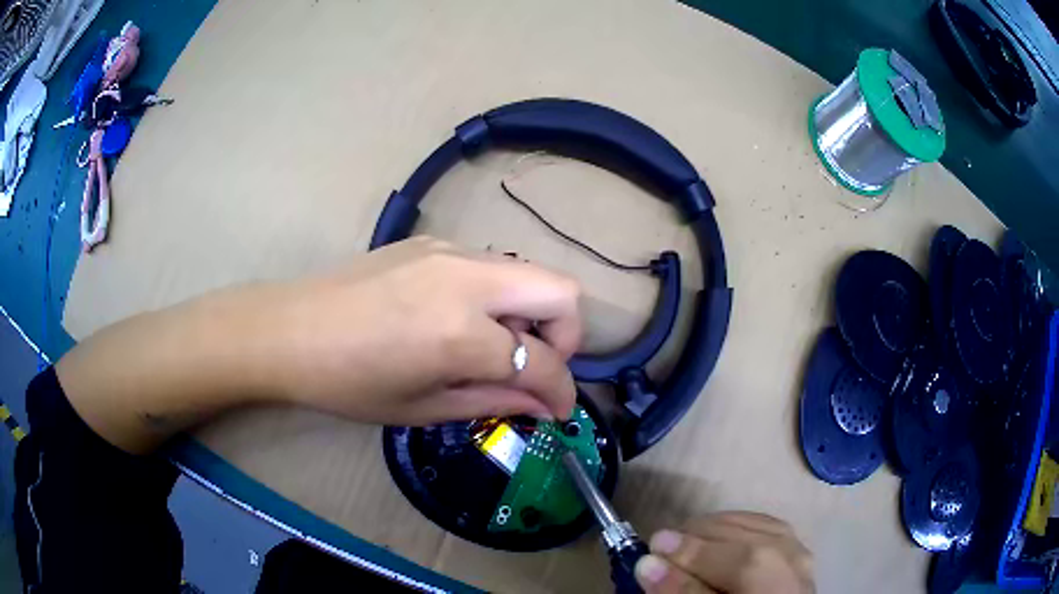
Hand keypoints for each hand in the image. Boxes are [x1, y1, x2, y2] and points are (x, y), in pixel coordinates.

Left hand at [58, 236, 581, 453]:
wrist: (288, 329)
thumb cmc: (347, 383)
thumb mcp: (423, 407)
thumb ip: (494, 400)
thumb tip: (545, 404)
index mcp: (461, 333)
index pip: (543, 362)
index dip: (561, 392)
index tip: (558, 411)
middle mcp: (467, 280)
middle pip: (562, 291)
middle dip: (566, 336)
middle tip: (536, 366)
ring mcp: (450, 252)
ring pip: (527, 273)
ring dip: (529, 314)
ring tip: (490, 346)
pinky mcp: (432, 241)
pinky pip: (490, 266)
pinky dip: (496, 297)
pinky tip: (457, 321)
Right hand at [635, 512, 813, 592]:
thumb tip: (648, 564)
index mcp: (773, 582)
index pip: (731, 558)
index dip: (689, 552)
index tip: (650, 548)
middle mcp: (794, 560)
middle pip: (745, 537)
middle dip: (699, 536)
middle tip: (662, 547)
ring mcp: (801, 553)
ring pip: (756, 525)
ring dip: (717, 529)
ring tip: (686, 541)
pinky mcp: (799, 551)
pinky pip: (768, 525)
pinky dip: (739, 526)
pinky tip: (721, 535)